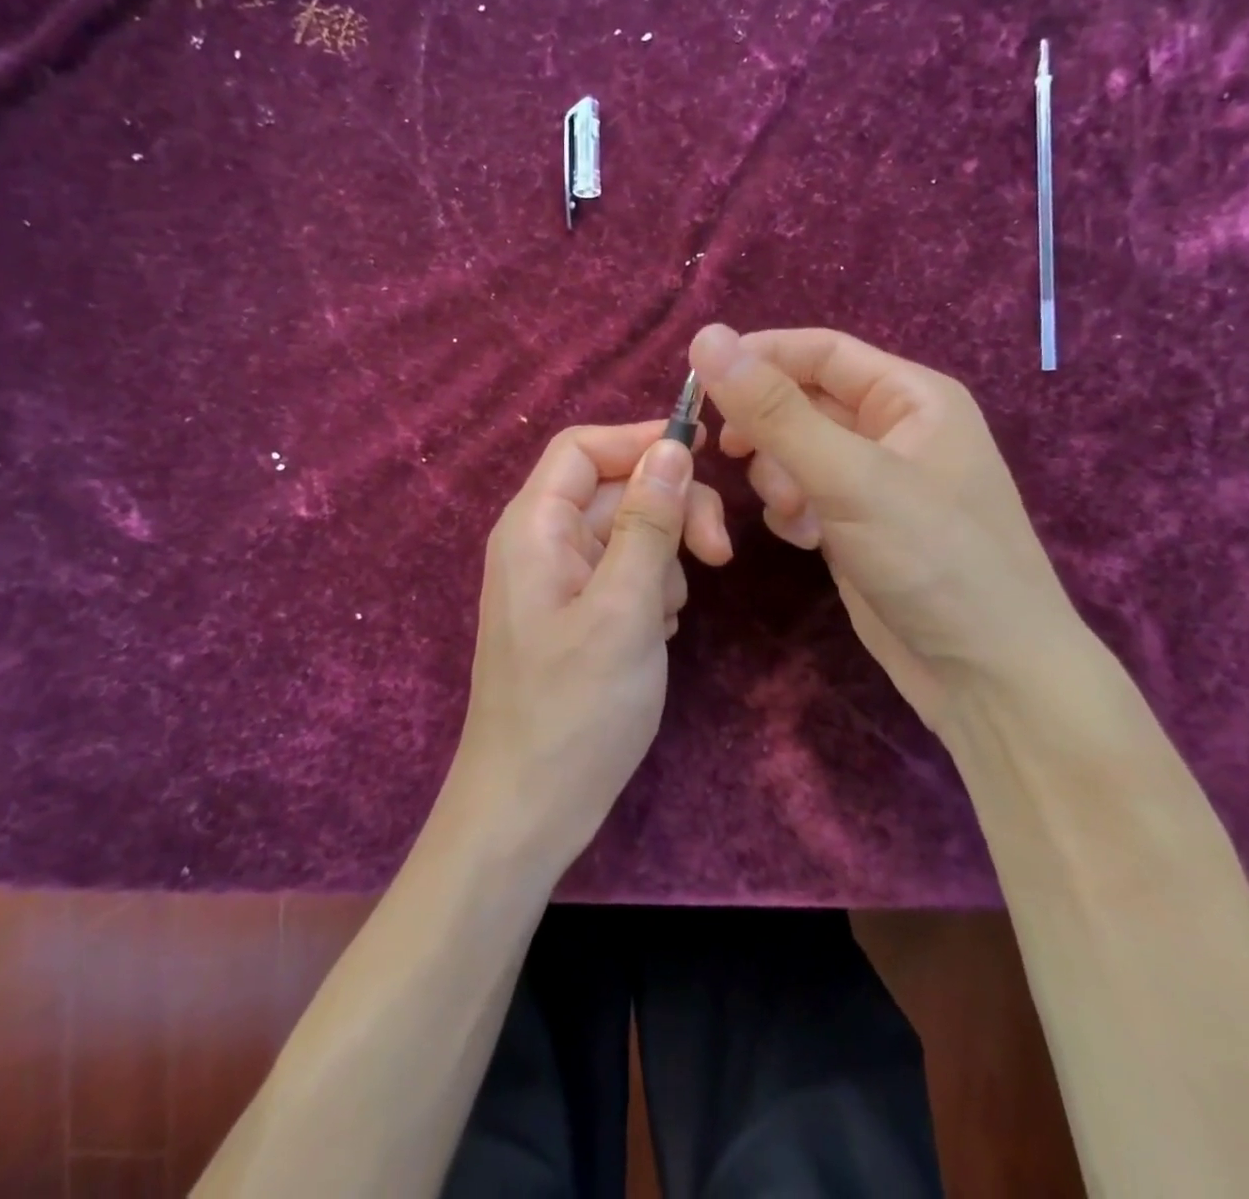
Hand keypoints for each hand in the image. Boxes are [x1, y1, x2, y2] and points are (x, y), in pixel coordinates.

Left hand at [447, 422, 731, 870]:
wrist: (529, 809)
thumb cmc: (573, 711)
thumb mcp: (623, 610)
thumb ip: (648, 523)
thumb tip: (671, 446)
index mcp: (535, 527)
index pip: (583, 447)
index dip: (641, 440)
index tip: (704, 456)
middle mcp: (542, 543)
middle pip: (615, 490)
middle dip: (670, 512)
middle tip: (719, 557)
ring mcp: (559, 582)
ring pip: (628, 534)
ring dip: (664, 560)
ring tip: (667, 618)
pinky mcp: (577, 616)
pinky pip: (625, 576)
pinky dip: (651, 593)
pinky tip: (657, 635)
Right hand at [688, 324, 1085, 732]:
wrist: (986, 676)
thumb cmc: (932, 558)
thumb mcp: (849, 477)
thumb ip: (774, 411)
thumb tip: (706, 338)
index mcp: (912, 396)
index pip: (820, 351)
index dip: (758, 358)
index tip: (697, 384)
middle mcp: (894, 430)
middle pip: (803, 402)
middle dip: (767, 429)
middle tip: (733, 453)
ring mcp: (875, 482)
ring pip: (796, 452)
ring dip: (778, 476)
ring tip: (794, 512)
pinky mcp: (857, 526)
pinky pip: (804, 495)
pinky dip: (792, 511)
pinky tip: (805, 541)